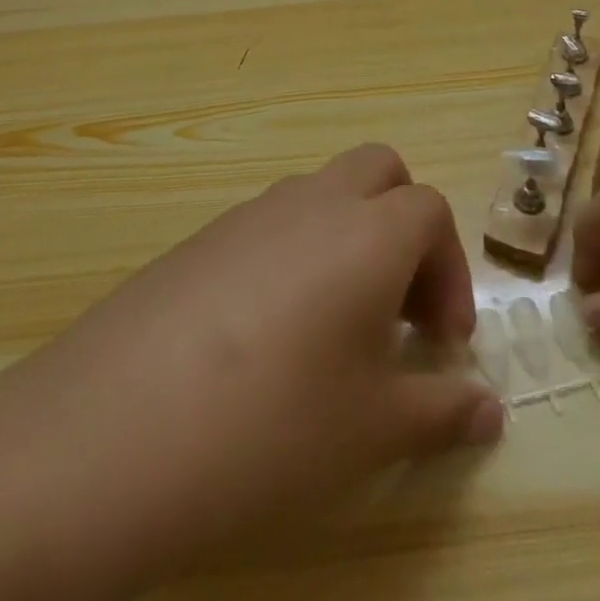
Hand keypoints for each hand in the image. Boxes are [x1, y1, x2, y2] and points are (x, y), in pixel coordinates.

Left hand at [0, 143, 499, 600]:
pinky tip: (268, 335)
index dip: (450, 269)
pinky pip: (270, 220)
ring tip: (334, 328)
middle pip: (380, 170)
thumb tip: (488, 410)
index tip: (440, 341)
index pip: (431, 210)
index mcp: (365, 230)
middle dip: (405, 225)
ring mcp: (250, 211)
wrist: (111, 430)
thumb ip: (441, 410)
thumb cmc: (270, 426)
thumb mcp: (371, 431)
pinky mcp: (203, 235)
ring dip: (349, 235)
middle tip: (396, 309)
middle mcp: (312, 200)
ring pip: (322, 191)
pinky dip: (296, 251)